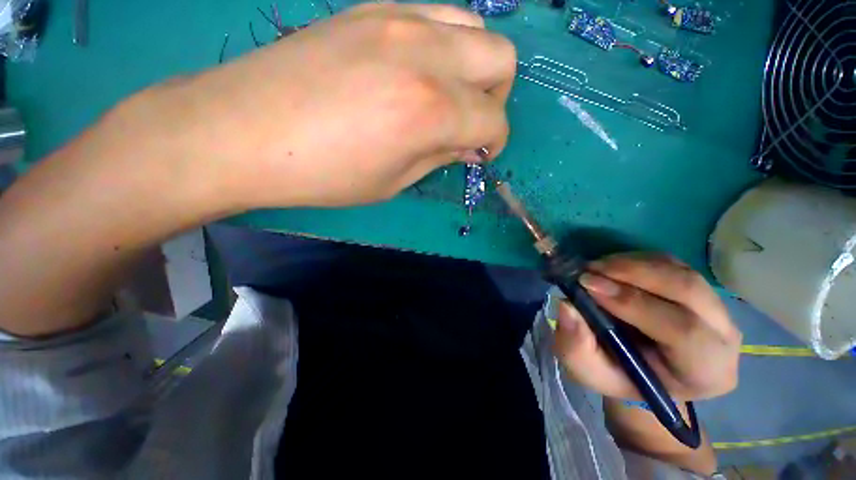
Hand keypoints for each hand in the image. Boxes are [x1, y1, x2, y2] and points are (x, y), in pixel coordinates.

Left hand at [135, 3, 515, 208]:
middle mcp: (425, 55)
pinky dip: (444, 47)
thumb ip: (439, 157)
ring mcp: (398, 20)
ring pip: (474, 27)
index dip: (494, 142)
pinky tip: (417, 72)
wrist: (244, 132)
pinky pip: (435, 16)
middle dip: (495, 98)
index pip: (493, 120)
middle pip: (500, 59)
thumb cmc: (324, 174)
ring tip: (448, 95)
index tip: (480, 154)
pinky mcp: (372, 8)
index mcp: (430, 110)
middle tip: (468, 122)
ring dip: (474, 67)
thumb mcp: (393, 182)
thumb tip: (468, 145)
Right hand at [554, 253, 740, 400]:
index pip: (683, 331)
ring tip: (594, 268)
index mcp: (705, 372)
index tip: (587, 285)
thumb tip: (566, 306)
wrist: (640, 369)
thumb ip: (576, 346)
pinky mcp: (699, 287)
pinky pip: (671, 263)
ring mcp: (716, 308)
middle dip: (633, 274)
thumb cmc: (618, 376)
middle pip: (688, 290)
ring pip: (680, 272)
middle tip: (589, 270)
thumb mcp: (588, 371)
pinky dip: (636, 260)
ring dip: (631, 264)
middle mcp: (723, 336)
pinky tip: (610, 268)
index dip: (633, 303)